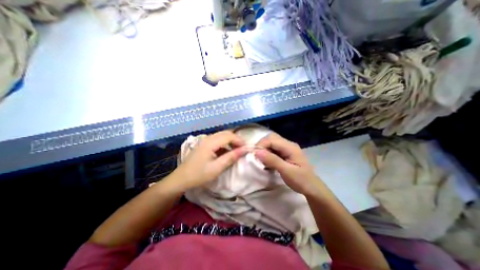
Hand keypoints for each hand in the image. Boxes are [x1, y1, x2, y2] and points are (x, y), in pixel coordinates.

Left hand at [174, 129, 247, 189]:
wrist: (181, 179)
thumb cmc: (199, 175)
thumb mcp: (217, 168)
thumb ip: (231, 157)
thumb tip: (244, 150)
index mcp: (210, 143)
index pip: (229, 136)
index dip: (239, 141)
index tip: (246, 149)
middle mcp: (208, 138)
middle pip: (226, 133)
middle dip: (236, 140)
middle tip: (243, 149)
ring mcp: (205, 140)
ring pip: (222, 136)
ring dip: (231, 141)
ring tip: (237, 150)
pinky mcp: (204, 144)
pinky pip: (217, 140)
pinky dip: (225, 144)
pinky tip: (227, 151)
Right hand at [257, 132, 319, 195]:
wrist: (312, 188)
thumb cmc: (301, 180)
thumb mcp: (286, 171)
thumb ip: (272, 160)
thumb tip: (257, 152)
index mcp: (290, 147)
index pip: (272, 140)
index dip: (261, 145)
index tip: (254, 155)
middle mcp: (288, 144)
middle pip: (271, 139)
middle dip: (262, 146)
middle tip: (258, 157)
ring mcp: (287, 148)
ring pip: (271, 143)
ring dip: (265, 150)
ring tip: (262, 161)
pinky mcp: (285, 153)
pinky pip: (274, 149)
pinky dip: (268, 154)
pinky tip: (267, 162)